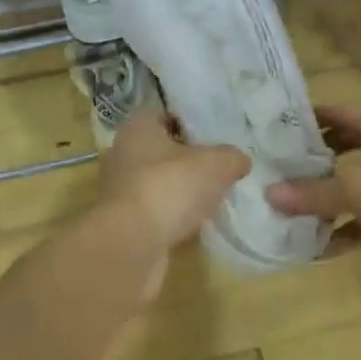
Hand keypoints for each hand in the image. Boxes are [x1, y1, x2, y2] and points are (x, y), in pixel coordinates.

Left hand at [96, 109, 251, 254]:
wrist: (131, 244)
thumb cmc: (169, 187)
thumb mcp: (215, 164)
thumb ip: (231, 157)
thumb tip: (240, 160)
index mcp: (138, 128)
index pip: (166, 115)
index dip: (191, 122)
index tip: (217, 135)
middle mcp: (123, 154)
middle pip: (162, 150)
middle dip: (189, 159)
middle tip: (220, 167)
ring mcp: (120, 190)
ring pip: (159, 182)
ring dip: (181, 190)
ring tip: (213, 197)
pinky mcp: (123, 222)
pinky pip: (155, 211)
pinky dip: (173, 216)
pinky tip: (196, 223)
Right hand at [266, 104, 360, 272]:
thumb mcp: (354, 189)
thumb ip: (311, 193)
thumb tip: (269, 195)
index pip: (336, 112)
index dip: (306, 120)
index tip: (275, 130)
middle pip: (344, 147)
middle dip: (313, 162)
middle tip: (279, 172)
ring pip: (356, 182)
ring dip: (328, 197)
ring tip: (292, 209)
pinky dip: (349, 224)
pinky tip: (323, 244)